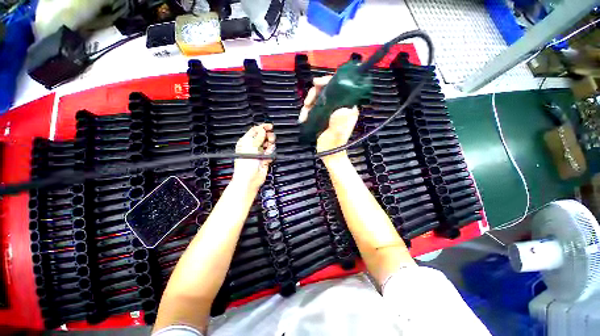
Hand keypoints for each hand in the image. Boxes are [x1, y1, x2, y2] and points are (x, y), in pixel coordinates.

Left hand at [232, 124, 275, 191]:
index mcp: (246, 141)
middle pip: (263, 137)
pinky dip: (271, 153)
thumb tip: (263, 129)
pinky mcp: (265, 159)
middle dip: (268, 136)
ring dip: (270, 145)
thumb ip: (259, 136)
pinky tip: (267, 157)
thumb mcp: (251, 146)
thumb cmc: (246, 163)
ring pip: (268, 144)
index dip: (262, 127)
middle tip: (270, 138)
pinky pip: (271, 153)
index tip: (270, 126)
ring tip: (269, 148)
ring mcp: (259, 153)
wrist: (250, 178)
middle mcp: (253, 146)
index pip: (255, 131)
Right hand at [298, 76, 358, 158]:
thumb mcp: (336, 135)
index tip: (316, 83)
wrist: (330, 156)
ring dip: (308, 104)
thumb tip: (341, 108)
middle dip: (314, 94)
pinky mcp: (324, 116)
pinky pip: (314, 107)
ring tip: (303, 115)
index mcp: (348, 107)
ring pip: (319, 98)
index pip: (340, 86)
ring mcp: (331, 111)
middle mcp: (340, 106)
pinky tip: (303, 118)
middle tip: (306, 103)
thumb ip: (339, 123)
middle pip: (327, 90)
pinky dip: (307, 110)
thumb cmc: (334, 146)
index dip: (328, 81)